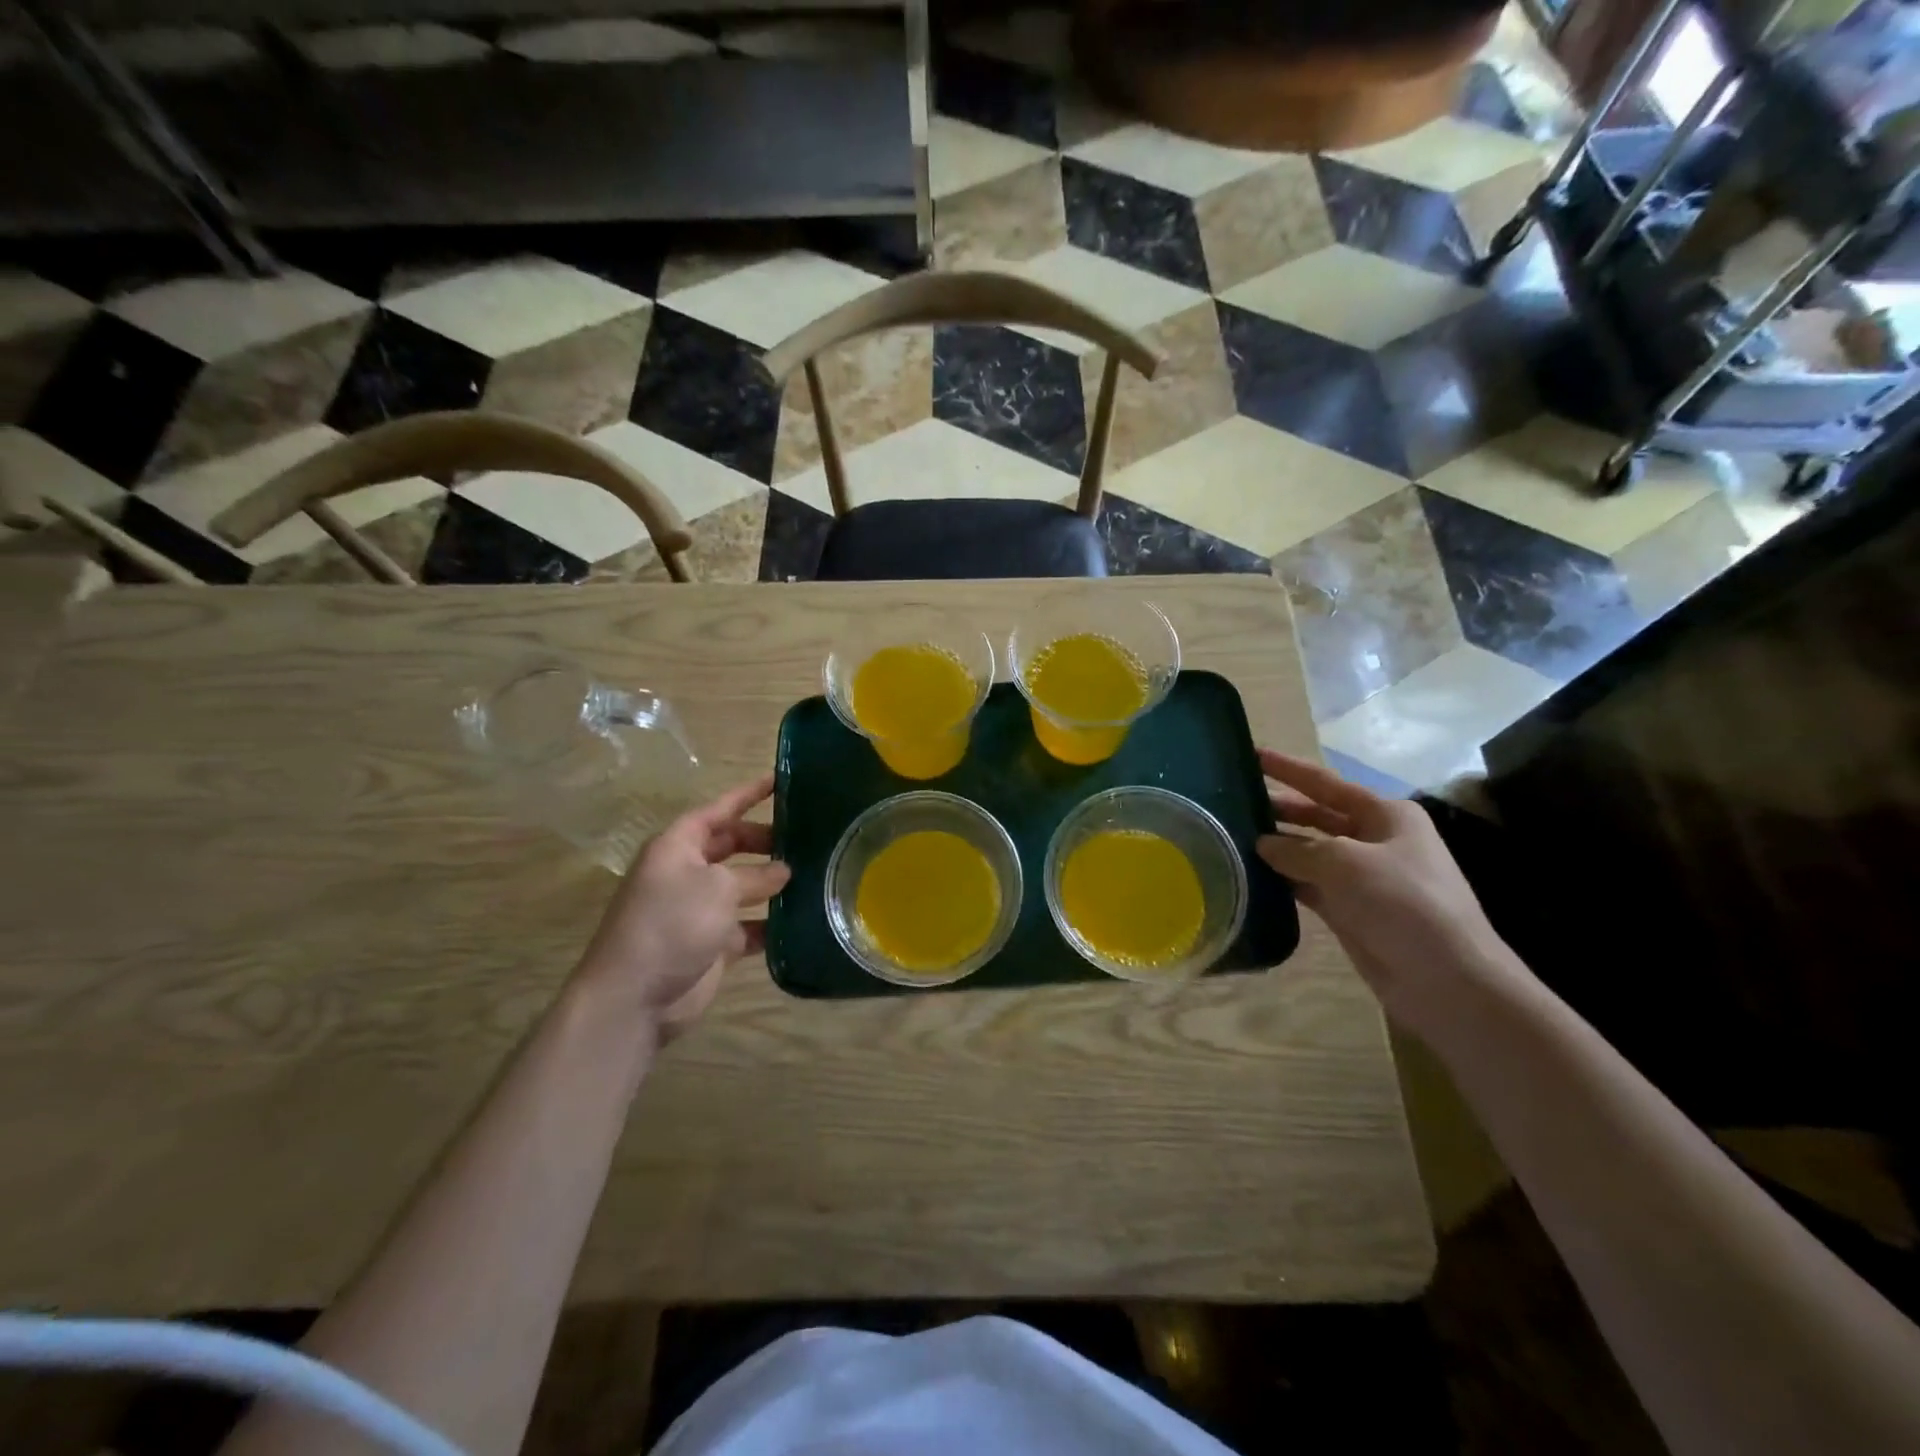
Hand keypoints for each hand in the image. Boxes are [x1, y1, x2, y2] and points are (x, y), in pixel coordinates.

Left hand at [575, 774, 790, 1044]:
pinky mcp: (711, 943)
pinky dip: (770, 923)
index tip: (781, 780)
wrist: (634, 998)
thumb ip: (755, 874)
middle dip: (765, 841)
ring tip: (815, 875)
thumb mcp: (718, 888)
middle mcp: (687, 873)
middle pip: (732, 846)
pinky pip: (748, 925)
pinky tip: (802, 921)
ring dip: (773, 884)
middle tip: (807, 839)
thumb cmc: (672, 924)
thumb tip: (783, 871)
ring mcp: (698, 910)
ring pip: (743, 887)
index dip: (748, 794)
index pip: (718, 810)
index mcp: (678, 847)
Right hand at [1254, 750, 1517, 1028]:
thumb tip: (1263, 844)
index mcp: (1385, 814)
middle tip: (1231, 800)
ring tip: (1231, 836)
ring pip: (1309, 851)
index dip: (1287, 768)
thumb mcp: (1346, 863)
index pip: (1325, 782)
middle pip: (1316, 815)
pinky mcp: (1350, 909)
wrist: (1447, 979)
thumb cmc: (1404, 903)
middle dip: (1278, 807)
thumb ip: (1298, 849)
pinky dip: (1283, 879)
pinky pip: (1307, 885)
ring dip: (1276, 845)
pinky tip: (1250, 875)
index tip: (1250, 753)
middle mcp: (1375, 839)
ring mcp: (1362, 876)